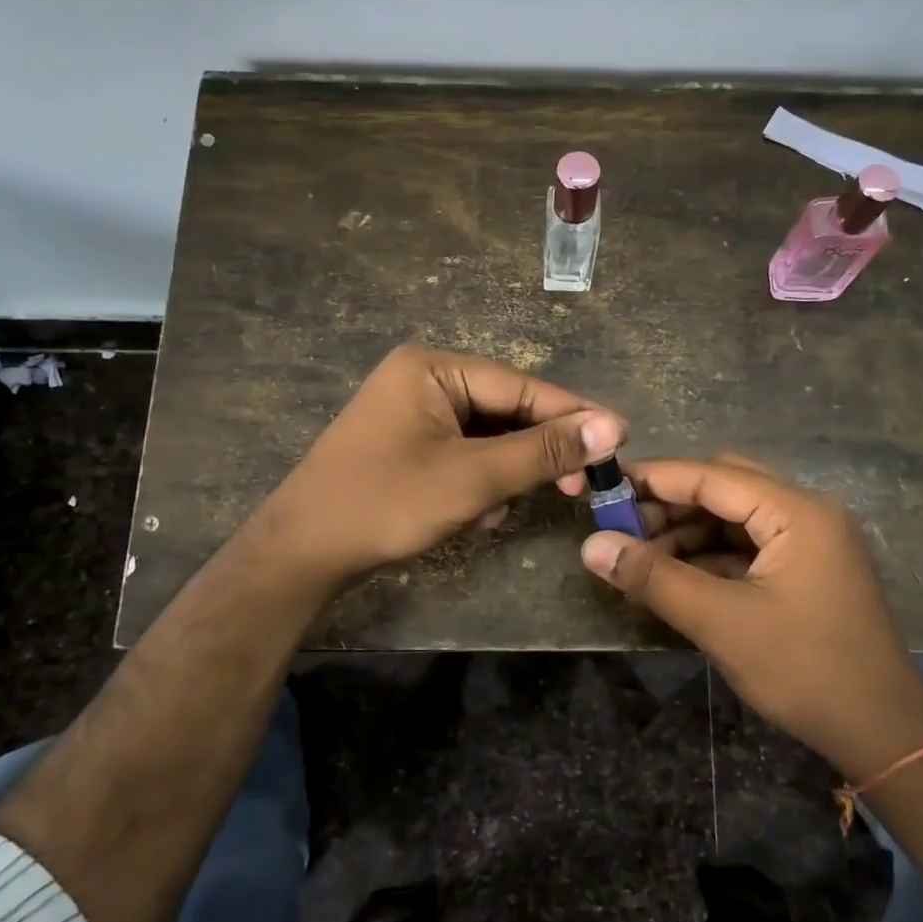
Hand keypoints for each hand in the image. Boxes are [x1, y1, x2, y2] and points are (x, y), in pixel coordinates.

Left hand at [251, 343, 626, 590]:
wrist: (301, 554)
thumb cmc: (386, 504)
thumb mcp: (472, 478)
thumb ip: (543, 451)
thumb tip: (612, 427)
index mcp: (433, 368)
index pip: (521, 387)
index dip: (574, 415)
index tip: (621, 439)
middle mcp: (422, 379)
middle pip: (505, 409)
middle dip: (539, 450)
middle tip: (580, 485)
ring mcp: (411, 412)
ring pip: (487, 435)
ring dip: (509, 471)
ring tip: (518, 504)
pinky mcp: (407, 444)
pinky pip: (462, 452)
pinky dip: (481, 479)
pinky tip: (482, 513)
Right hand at [579, 454, 922, 783]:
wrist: (883, 733)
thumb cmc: (805, 670)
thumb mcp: (721, 622)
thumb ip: (654, 578)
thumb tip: (591, 546)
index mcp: (797, 511)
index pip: (712, 475)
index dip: (655, 479)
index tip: (604, 487)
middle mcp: (807, 513)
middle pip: (724, 489)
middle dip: (669, 506)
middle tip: (620, 530)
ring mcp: (811, 541)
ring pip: (734, 518)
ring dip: (686, 533)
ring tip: (638, 558)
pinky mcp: (807, 569)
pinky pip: (748, 546)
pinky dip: (709, 555)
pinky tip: (674, 576)